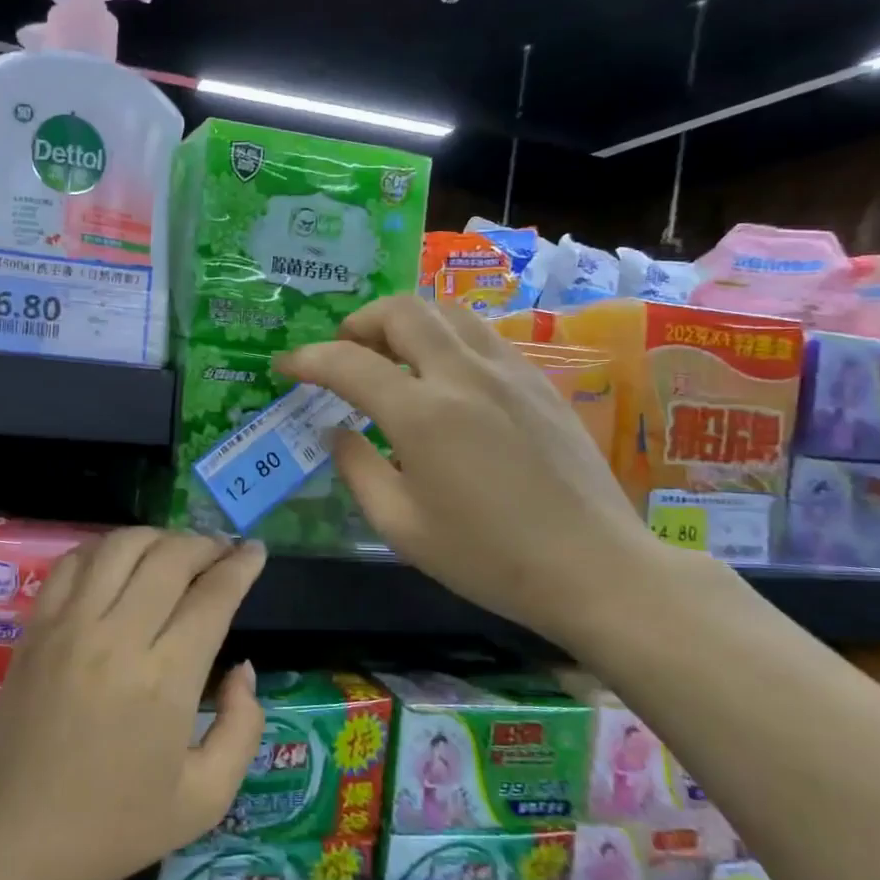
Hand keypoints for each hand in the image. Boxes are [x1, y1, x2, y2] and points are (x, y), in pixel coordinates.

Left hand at [0, 528, 267, 879]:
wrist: (14, 839)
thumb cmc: (114, 827)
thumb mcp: (205, 799)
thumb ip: (242, 727)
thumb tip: (244, 669)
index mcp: (165, 680)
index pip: (213, 596)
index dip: (241, 566)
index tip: (256, 552)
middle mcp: (117, 637)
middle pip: (170, 557)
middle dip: (205, 544)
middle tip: (222, 553)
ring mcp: (69, 626)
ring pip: (120, 547)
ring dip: (157, 538)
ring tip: (176, 552)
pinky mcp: (35, 627)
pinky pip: (73, 563)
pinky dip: (104, 548)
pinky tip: (120, 562)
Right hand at [274, 295, 669, 646]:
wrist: (594, 568)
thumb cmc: (486, 558)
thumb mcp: (400, 527)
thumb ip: (357, 470)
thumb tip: (338, 432)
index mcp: (423, 414)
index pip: (349, 363)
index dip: (307, 359)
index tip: (285, 365)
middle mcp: (464, 375)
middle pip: (402, 311)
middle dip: (359, 321)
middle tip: (343, 350)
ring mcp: (509, 372)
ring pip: (448, 311)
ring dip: (406, 321)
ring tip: (390, 354)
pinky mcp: (540, 382)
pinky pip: (481, 335)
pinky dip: (446, 338)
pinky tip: (443, 377)